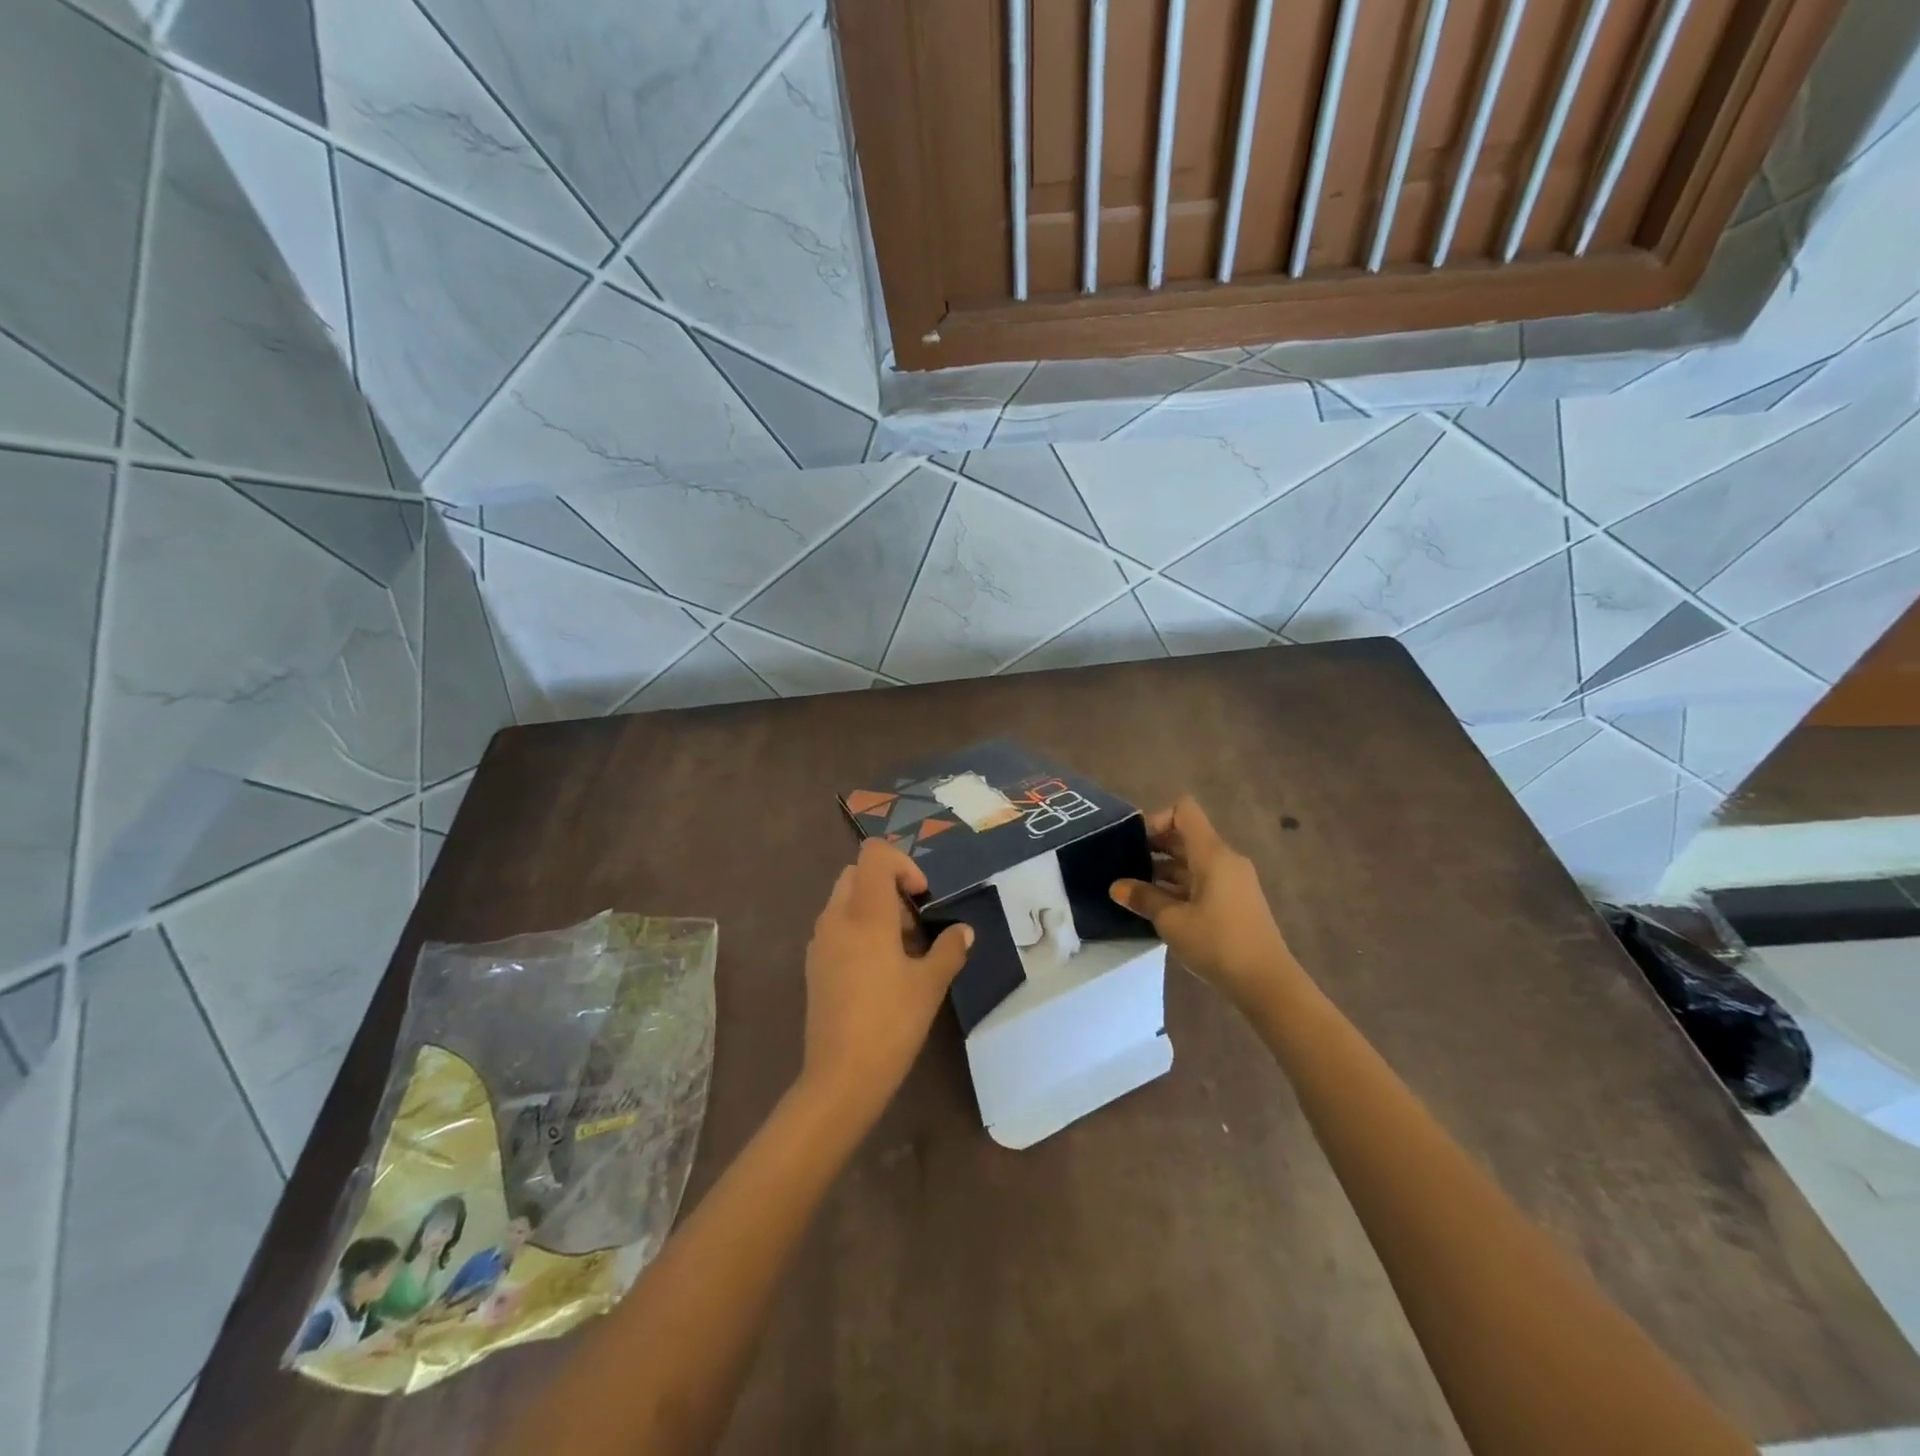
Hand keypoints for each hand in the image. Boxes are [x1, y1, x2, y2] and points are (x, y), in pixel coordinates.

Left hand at [800, 839, 973, 1123]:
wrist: (840, 1077)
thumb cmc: (891, 1023)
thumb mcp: (930, 984)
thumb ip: (949, 949)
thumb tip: (963, 931)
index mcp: (865, 912)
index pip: (875, 854)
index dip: (903, 864)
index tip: (921, 898)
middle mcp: (836, 917)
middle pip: (858, 873)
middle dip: (889, 887)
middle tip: (913, 924)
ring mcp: (820, 941)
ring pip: (845, 900)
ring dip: (874, 909)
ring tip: (900, 951)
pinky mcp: (813, 964)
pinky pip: (836, 927)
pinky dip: (858, 930)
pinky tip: (878, 971)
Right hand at [1110, 796, 1295, 1006]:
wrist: (1267, 983)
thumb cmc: (1217, 943)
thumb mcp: (1172, 921)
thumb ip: (1143, 898)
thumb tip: (1116, 887)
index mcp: (1212, 854)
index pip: (1184, 811)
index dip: (1156, 819)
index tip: (1135, 844)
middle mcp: (1225, 859)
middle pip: (1186, 835)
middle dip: (1155, 846)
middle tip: (1126, 867)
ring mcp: (1233, 880)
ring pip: (1193, 860)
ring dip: (1165, 869)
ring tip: (1137, 890)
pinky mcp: (1235, 900)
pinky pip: (1203, 879)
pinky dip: (1180, 885)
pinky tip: (1160, 907)